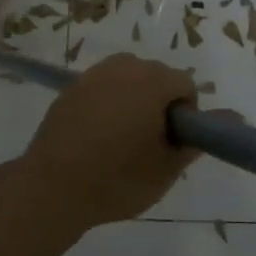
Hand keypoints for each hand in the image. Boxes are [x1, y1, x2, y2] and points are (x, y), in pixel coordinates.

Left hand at [18, 54, 198, 230]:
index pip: (184, 83)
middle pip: (155, 75)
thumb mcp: (165, 171)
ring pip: (126, 77)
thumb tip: (203, 132)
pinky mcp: (70, 89)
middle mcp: (123, 68)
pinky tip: (98, 135)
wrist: (52, 187)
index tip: (173, 140)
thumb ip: (190, 146)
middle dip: (159, 101)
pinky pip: (101, 87)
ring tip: (123, 136)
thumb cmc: (117, 179)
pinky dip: (107, 102)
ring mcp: (93, 76)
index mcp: (151, 82)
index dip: (186, 112)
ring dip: (133, 98)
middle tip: (150, 140)